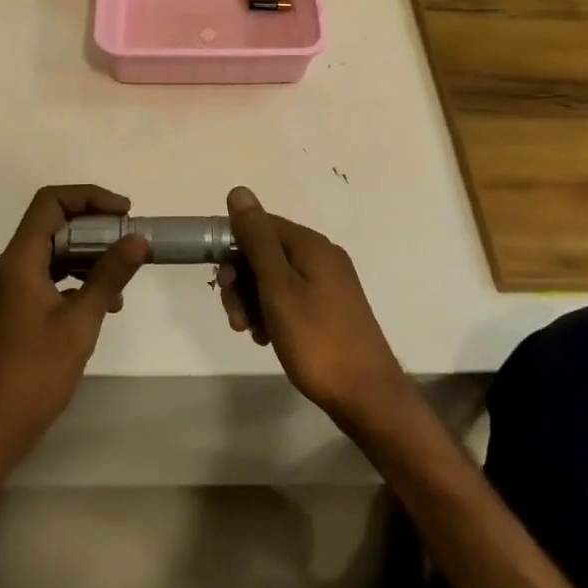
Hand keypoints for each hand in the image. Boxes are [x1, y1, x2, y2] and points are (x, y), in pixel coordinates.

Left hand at [0, 185, 149, 467]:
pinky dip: (77, 278)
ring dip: (89, 254)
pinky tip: (105, 303)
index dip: (89, 197)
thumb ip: (109, 275)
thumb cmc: (35, 373)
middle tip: (130, 241)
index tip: (124, 213)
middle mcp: (12, 266)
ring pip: (54, 251)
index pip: (51, 202)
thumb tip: (138, 238)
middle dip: (95, 226)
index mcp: (20, 260)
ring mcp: (11, 289)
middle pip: (53, 223)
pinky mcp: (16, 310)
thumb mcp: (80, 322)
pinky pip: (50, 276)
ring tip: (123, 275)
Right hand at [217, 187, 411, 430]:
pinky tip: (266, 338)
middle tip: (235, 317)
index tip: (220, 280)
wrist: (367, 396)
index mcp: (311, 245)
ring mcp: (328, 284)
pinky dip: (271, 313)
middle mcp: (321, 256)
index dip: (234, 246)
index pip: (260, 224)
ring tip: (250, 333)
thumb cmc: (317, 339)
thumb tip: (239, 191)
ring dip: (253, 301)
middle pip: (265, 253)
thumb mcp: (278, 287)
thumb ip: (257, 239)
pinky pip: (289, 298)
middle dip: (242, 280)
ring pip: (274, 279)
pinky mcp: (329, 309)